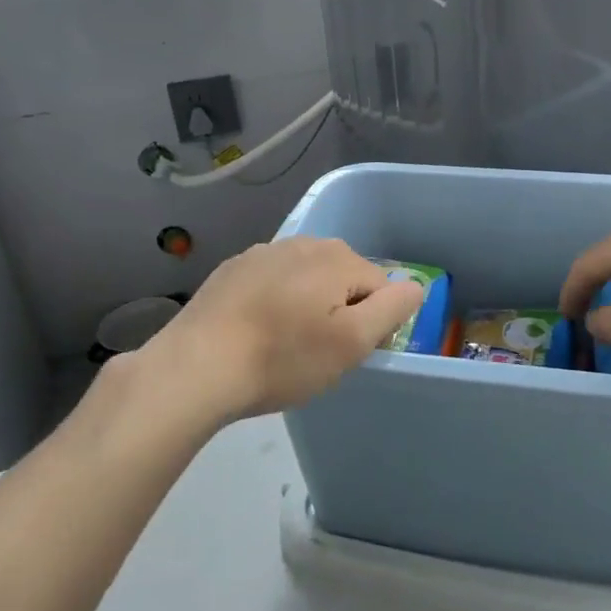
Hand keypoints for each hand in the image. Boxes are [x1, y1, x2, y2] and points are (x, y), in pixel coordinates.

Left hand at [137, 237, 425, 423]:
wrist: (196, 368)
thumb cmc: (283, 359)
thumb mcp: (351, 343)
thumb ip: (392, 309)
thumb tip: (415, 285)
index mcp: (337, 258)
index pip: (379, 286)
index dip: (370, 323)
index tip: (345, 354)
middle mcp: (303, 242)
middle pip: (343, 278)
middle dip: (339, 310)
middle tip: (316, 353)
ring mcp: (262, 252)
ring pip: (306, 279)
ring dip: (306, 305)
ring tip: (284, 345)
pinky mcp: (232, 269)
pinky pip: (272, 282)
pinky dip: (274, 303)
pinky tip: (255, 333)